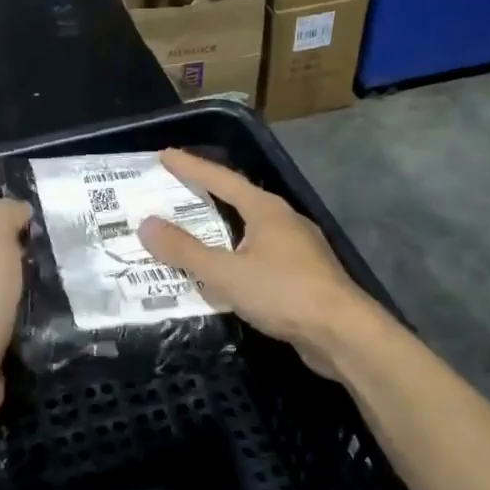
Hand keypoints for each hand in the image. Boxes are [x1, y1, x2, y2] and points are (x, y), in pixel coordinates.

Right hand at [137, 148, 382, 379]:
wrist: (343, 334)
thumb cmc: (283, 293)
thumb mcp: (225, 273)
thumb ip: (184, 250)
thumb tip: (145, 224)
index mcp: (265, 209)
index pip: (221, 179)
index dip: (191, 167)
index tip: (165, 155)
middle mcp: (284, 220)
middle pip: (238, 198)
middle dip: (207, 193)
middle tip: (176, 189)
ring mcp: (298, 247)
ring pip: (251, 228)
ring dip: (222, 226)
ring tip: (195, 229)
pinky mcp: (304, 274)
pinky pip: (260, 253)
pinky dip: (237, 253)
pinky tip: (227, 268)